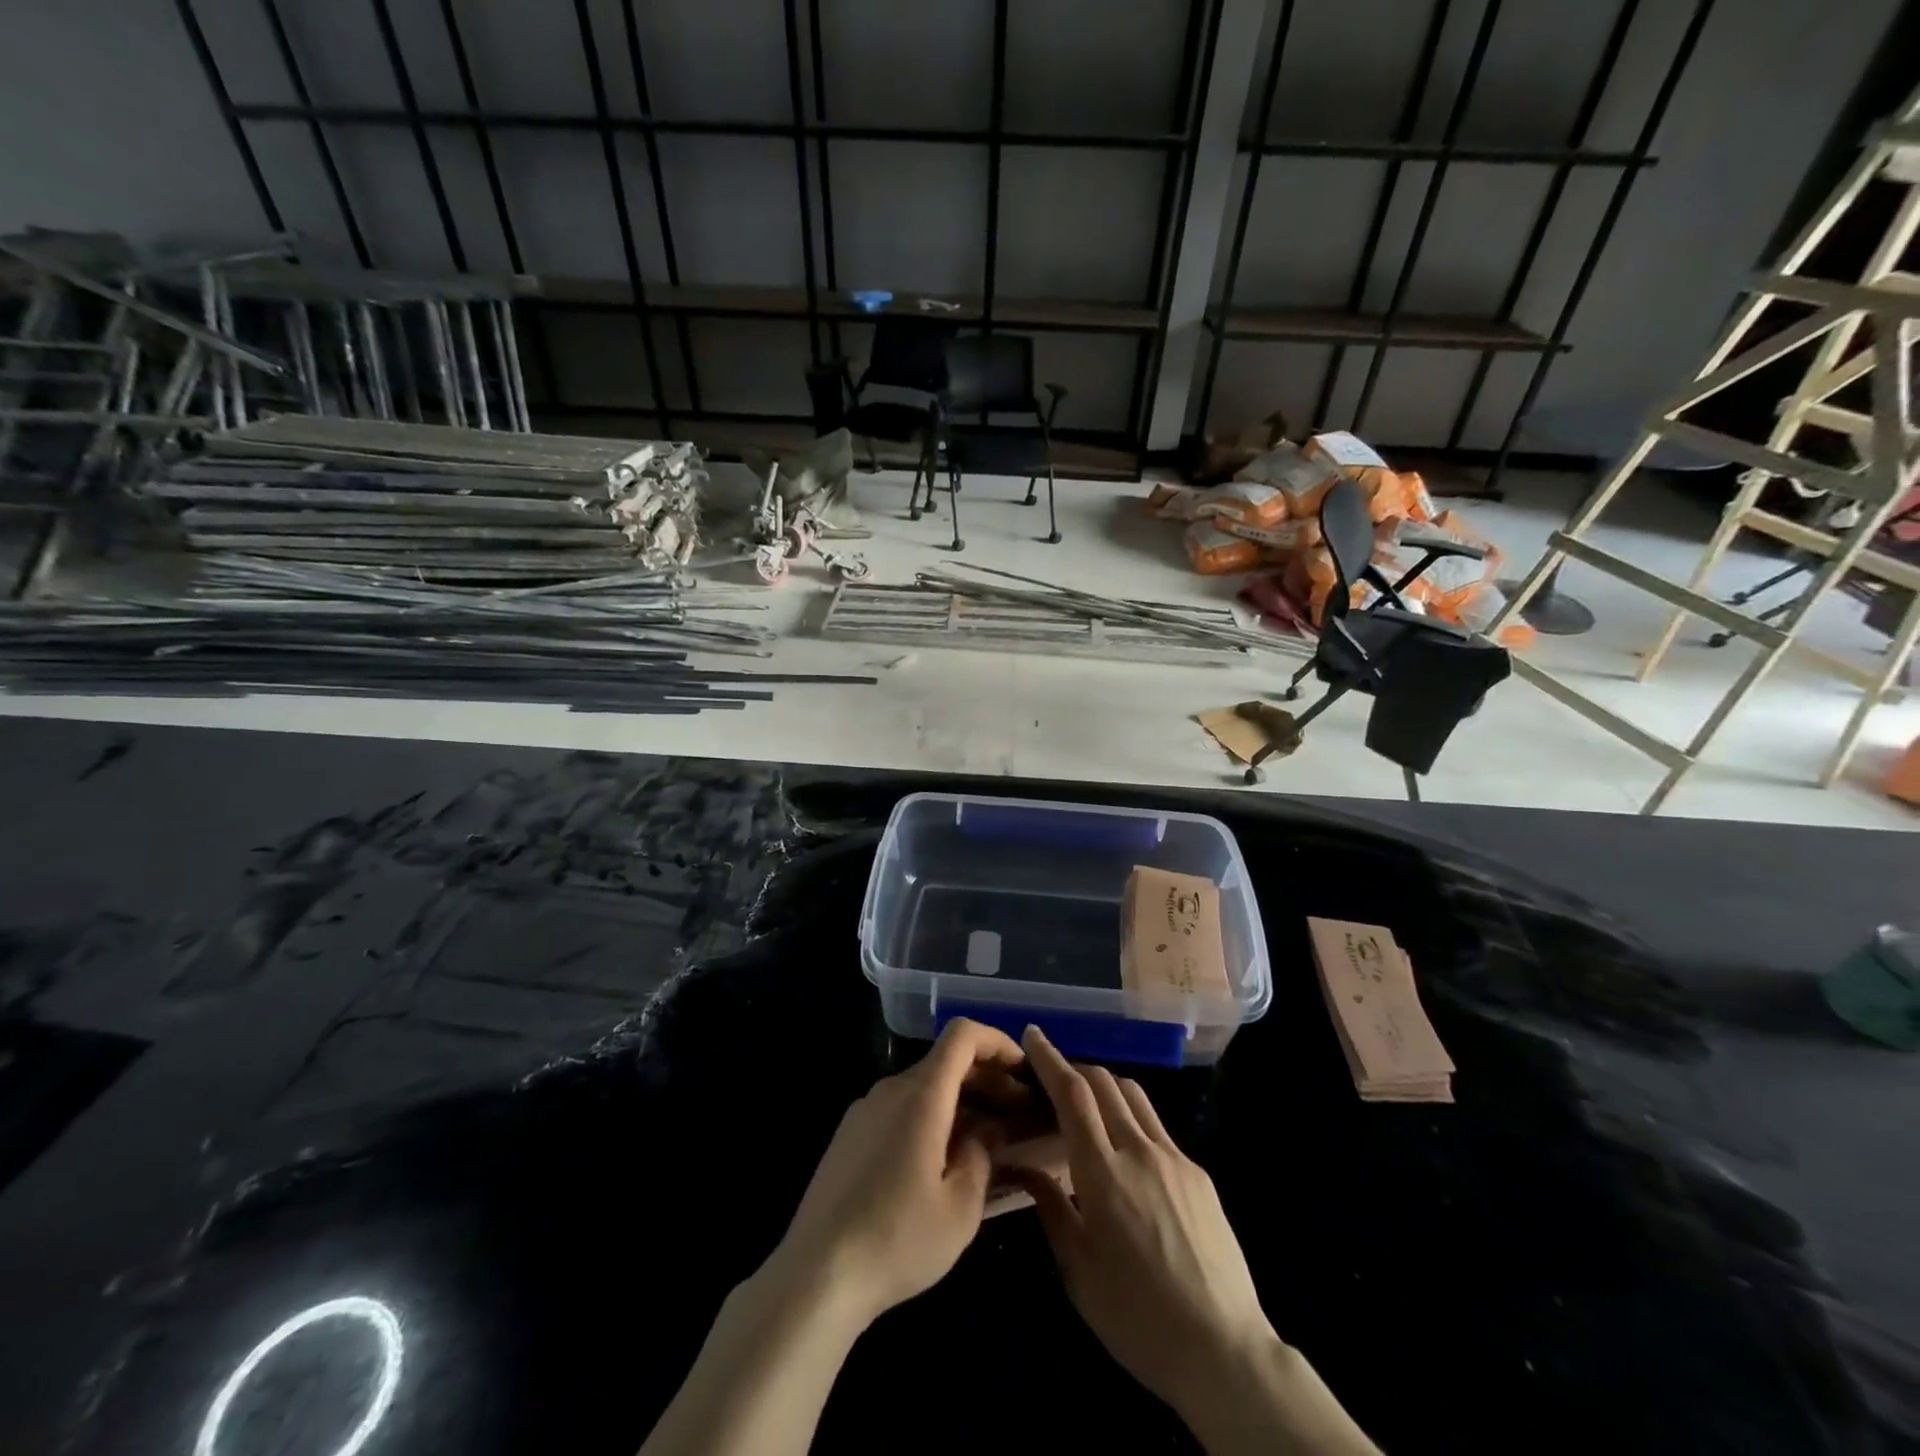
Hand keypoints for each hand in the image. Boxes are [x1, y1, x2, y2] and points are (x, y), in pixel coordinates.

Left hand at [766, 1018, 1024, 1330]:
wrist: (816, 1274)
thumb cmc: (897, 1240)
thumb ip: (982, 1156)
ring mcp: (865, 1109)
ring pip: (923, 1086)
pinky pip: (899, 1108)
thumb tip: (988, 1129)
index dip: (997, 1041)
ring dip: (959, 1100)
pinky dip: (930, 1116)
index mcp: (921, 1095)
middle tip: (1016, 1114)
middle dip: (985, 1078)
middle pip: (945, 1061)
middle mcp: (891, 1089)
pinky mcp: (848, 1134)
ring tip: (983, 1141)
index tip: (1023, 1070)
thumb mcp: (960, 1209)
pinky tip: (939, 1160)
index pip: (962, 1035)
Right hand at [1011, 1026, 1273, 1421]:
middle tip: (1054, 1080)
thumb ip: (1050, 1207)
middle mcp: (1139, 1150)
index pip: (1071, 1094)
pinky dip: (1132, 1117)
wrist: (1223, 1350)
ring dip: (1105, 1086)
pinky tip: (1127, 1151)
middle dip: (1075, 1069)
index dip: (1050, 1058)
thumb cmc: (1137, 1317)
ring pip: (1134, 1096)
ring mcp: (1174, 1158)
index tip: (1033, 1034)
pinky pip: (1157, 1127)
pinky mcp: (1198, 1173)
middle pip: (1104, 1082)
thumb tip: (1025, 1166)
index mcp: (1102, 1173)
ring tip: (1088, 1105)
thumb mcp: (1078, 1271)